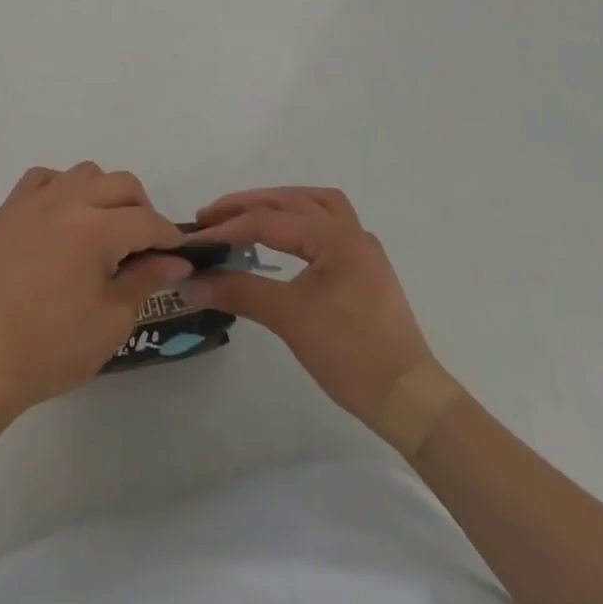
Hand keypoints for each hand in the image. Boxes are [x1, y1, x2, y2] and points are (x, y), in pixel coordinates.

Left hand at [0, 163, 190, 423]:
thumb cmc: (55, 347)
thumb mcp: (113, 319)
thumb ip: (146, 278)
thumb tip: (175, 260)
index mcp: (95, 229)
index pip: (146, 220)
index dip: (169, 237)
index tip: (179, 255)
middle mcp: (65, 201)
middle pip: (120, 184)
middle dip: (142, 210)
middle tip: (144, 246)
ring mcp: (32, 202)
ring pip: (83, 173)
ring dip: (103, 194)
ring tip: (103, 231)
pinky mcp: (7, 211)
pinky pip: (42, 179)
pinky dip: (61, 189)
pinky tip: (63, 219)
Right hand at [192, 187, 433, 432]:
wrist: (410, 402)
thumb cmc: (351, 355)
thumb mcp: (289, 319)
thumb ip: (239, 291)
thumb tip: (192, 282)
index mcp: (336, 237)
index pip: (269, 222)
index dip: (227, 228)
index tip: (193, 239)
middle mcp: (351, 232)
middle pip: (291, 201)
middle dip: (248, 205)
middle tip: (211, 217)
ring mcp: (362, 250)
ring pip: (315, 205)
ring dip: (278, 205)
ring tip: (246, 215)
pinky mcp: (364, 270)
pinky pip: (326, 225)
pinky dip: (299, 220)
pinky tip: (283, 238)